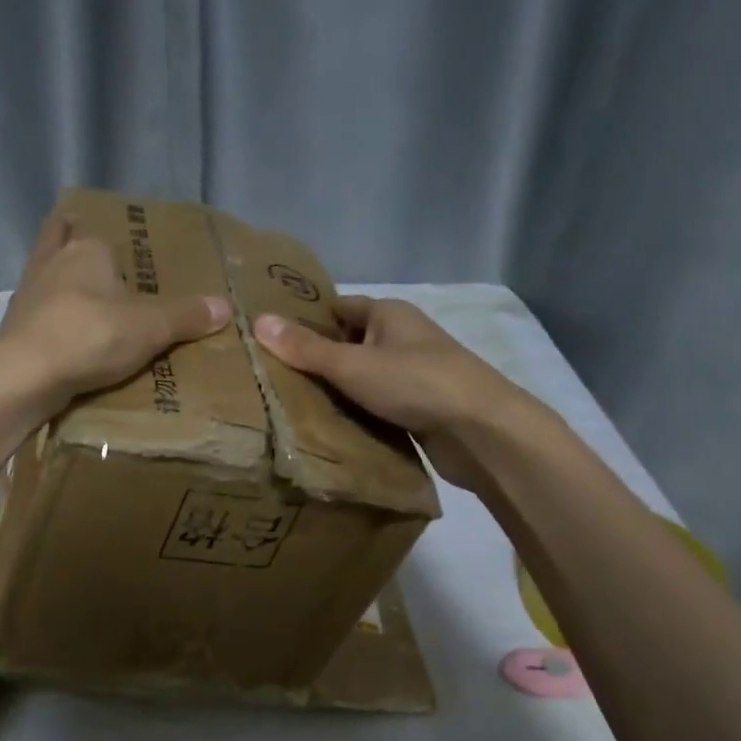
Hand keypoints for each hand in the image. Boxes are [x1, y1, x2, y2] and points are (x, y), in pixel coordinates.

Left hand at [0, 212, 231, 410]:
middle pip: (65, 241)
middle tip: (101, 268)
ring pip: (46, 272)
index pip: (104, 234)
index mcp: (89, 249)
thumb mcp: (149, 328)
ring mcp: (29, 291)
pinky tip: (59, 329)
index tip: (129, 259)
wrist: (24, 375)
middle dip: (76, 247)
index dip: (115, 244)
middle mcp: (54, 260)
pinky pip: (37, 309)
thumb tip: (225, 306)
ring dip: (59, 279)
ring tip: (80, 297)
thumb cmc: (90, 337)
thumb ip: (186, 317)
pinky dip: (48, 314)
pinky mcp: (14, 323)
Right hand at [253, 297, 536, 485]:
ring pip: (364, 377)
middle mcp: (402, 337)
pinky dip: (357, 413)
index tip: (271, 338)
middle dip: (317, 359)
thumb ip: (306, 348)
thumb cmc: (415, 383)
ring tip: (290, 405)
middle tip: (272, 377)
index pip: (339, 308)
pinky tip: (330, 428)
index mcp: (389, 314)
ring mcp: (414, 373)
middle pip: (350, 344)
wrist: (481, 431)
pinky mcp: (420, 407)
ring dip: (337, 390)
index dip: (306, 320)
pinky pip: (378, 404)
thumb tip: (258, 321)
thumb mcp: (352, 364)